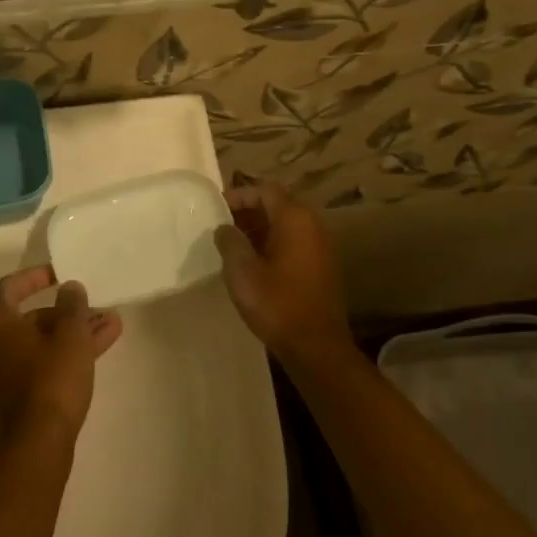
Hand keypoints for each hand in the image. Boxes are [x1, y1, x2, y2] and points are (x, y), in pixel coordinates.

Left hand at [0, 266, 123, 448]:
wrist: (39, 444)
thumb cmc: (52, 380)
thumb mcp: (70, 335)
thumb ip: (72, 306)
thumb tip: (70, 289)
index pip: (10, 287)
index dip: (34, 277)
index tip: (59, 273)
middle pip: (31, 316)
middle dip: (66, 310)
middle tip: (95, 306)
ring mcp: (7, 372)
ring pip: (43, 341)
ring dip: (74, 331)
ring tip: (111, 324)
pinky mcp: (21, 395)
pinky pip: (45, 362)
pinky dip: (68, 352)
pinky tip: (100, 348)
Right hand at [213, 181, 351, 364]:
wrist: (316, 347)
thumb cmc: (277, 304)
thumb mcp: (241, 270)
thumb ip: (229, 241)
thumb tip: (225, 228)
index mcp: (295, 219)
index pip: (264, 189)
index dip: (238, 195)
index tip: (215, 210)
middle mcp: (312, 225)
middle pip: (277, 204)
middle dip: (247, 211)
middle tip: (220, 226)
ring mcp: (320, 246)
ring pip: (285, 224)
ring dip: (258, 229)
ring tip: (232, 245)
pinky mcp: (321, 266)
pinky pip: (293, 242)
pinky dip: (272, 243)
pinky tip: (253, 264)